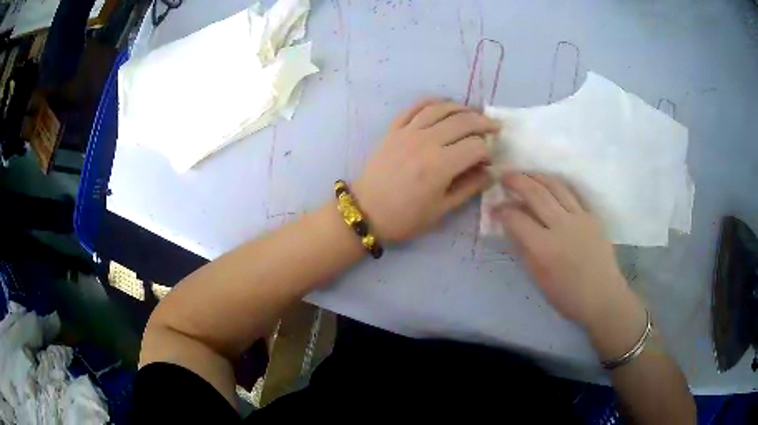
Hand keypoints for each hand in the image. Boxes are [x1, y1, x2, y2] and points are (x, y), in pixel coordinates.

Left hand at [352, 98, 499, 242]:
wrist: (365, 212)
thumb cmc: (405, 217)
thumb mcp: (441, 210)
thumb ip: (468, 188)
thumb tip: (489, 173)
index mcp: (440, 165)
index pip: (475, 147)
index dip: (487, 153)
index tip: (488, 162)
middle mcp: (426, 142)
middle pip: (462, 122)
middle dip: (483, 123)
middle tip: (495, 128)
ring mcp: (408, 132)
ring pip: (441, 109)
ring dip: (462, 108)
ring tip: (474, 113)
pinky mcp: (394, 129)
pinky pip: (415, 107)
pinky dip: (432, 102)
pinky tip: (443, 104)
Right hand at [490, 173, 634, 328]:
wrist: (602, 296)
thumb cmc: (567, 295)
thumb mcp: (538, 278)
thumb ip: (524, 250)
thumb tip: (512, 228)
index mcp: (544, 247)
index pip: (517, 219)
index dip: (501, 210)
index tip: (494, 208)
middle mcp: (561, 226)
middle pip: (536, 193)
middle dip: (516, 181)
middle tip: (504, 177)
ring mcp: (579, 217)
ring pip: (555, 187)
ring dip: (537, 176)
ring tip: (525, 174)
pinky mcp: (591, 216)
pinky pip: (572, 194)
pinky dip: (558, 185)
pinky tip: (550, 184)